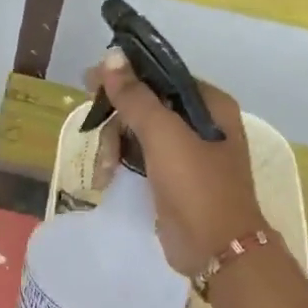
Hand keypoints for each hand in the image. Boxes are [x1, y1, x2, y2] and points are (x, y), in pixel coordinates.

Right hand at [89, 49, 267, 275]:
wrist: (216, 249)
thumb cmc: (196, 185)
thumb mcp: (163, 135)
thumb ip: (136, 97)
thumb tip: (111, 58)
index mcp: (210, 104)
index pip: (161, 75)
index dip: (126, 76)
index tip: (91, 83)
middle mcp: (201, 124)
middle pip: (146, 105)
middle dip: (117, 120)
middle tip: (92, 130)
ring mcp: (187, 154)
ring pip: (138, 134)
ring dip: (114, 147)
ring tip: (103, 171)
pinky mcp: (172, 180)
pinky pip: (140, 159)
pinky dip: (121, 165)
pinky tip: (105, 178)